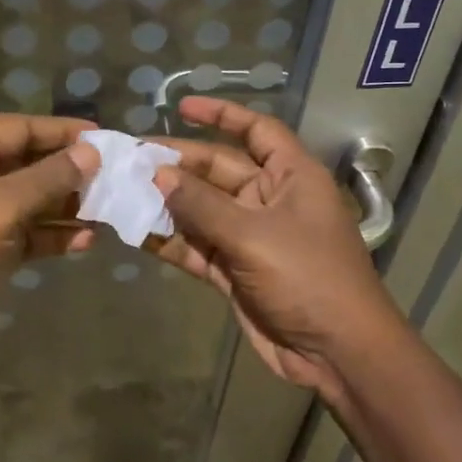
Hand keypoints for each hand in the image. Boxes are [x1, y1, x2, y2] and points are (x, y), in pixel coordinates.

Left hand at [0, 113, 99, 382]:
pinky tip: (86, 242)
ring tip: (109, 211)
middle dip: (67, 173)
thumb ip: (47, 178)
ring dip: (64, 208)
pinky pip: (21, 235)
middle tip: (115, 178)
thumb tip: (90, 154)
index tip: (105, 138)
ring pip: (27, 202)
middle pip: (25, 164)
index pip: (18, 128)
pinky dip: (49, 238)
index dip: (62, 132)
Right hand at [151, 96, 405, 399]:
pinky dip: (171, 241)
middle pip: (219, 170)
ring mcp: (252, 237)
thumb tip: (159, 174)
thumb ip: (203, 205)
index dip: (222, 115)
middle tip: (132, 160)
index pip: (257, 131)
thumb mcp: (254, 235)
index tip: (181, 107)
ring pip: (202, 210)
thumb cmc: (308, 277)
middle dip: (178, 165)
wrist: (338, 354)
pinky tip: (137, 232)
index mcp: (292, 176)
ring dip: (168, 204)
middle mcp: (270, 199)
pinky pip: (198, 247)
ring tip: (123, 192)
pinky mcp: (236, 271)